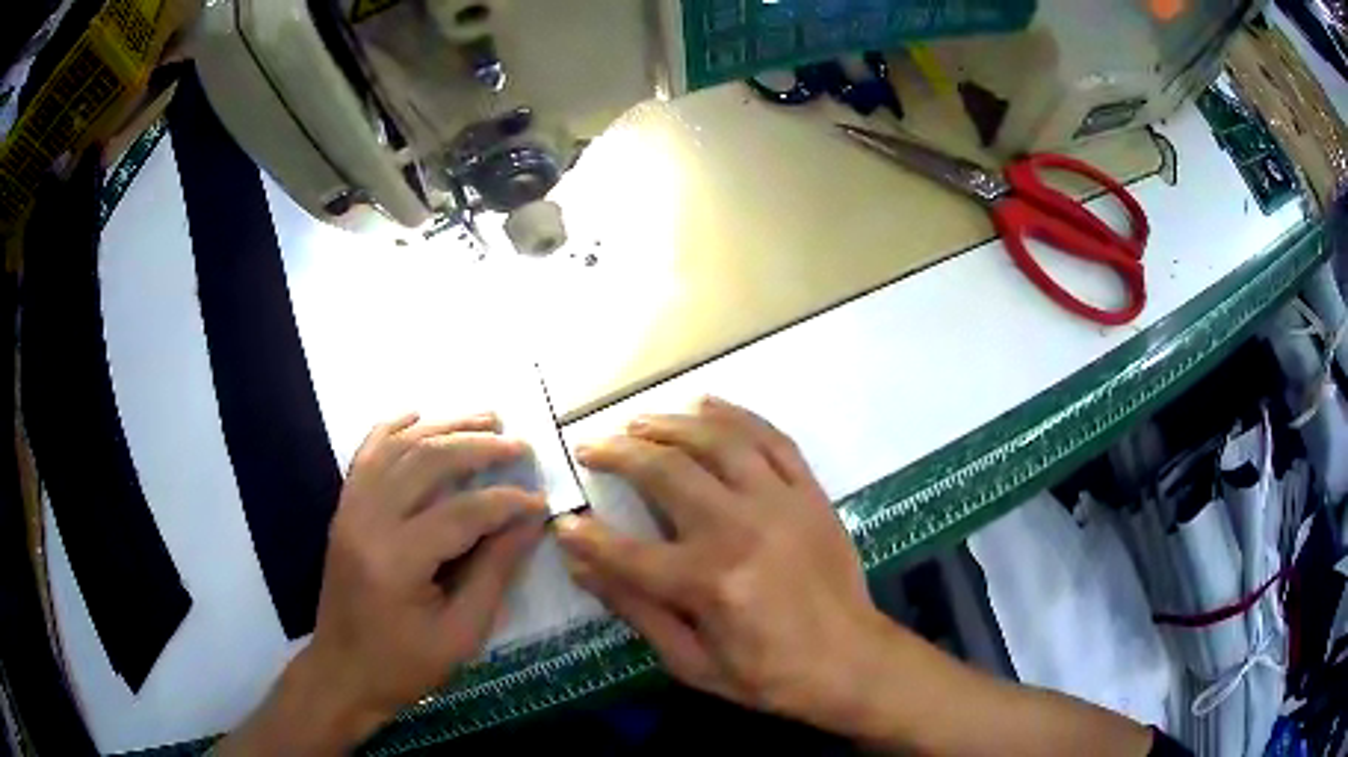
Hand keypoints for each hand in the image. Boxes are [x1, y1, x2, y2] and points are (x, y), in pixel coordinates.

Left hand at [221, 413, 548, 754]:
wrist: (343, 671)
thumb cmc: (404, 665)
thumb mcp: (461, 634)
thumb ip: (494, 573)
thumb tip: (528, 524)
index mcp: (397, 561)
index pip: (462, 513)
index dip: (506, 503)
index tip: (540, 501)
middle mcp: (368, 521)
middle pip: (427, 462)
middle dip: (478, 447)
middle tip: (519, 446)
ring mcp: (350, 510)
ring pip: (398, 447)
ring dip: (443, 427)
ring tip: (485, 419)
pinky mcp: (344, 509)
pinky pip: (366, 454)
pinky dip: (392, 428)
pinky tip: (418, 415)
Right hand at [554, 397, 883, 727]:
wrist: (850, 660)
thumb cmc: (767, 674)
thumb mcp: (691, 662)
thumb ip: (635, 610)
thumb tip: (580, 565)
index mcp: (707, 582)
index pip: (624, 551)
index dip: (584, 537)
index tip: (563, 522)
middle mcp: (740, 530)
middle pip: (666, 473)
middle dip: (618, 453)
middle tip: (591, 447)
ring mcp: (781, 503)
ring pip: (717, 441)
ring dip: (670, 424)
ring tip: (636, 422)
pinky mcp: (810, 494)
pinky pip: (772, 439)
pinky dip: (736, 415)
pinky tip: (706, 404)